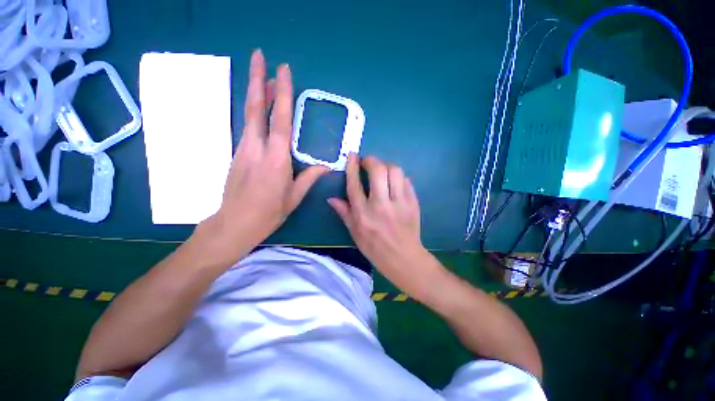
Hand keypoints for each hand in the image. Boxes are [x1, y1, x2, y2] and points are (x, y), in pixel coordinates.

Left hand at [197, 50, 327, 262]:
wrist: (234, 223)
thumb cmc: (269, 212)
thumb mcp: (295, 196)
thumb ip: (310, 177)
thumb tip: (326, 166)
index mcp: (276, 158)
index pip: (281, 119)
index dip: (282, 93)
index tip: (282, 70)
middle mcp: (257, 147)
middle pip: (256, 107)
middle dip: (258, 79)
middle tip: (259, 55)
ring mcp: (244, 149)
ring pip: (250, 115)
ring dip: (257, 94)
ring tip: (264, 78)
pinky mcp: (238, 154)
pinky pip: (248, 128)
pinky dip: (255, 113)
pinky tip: (261, 109)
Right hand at [329, 154, 435, 294]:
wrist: (402, 257)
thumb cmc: (375, 247)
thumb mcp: (354, 232)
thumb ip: (343, 213)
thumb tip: (330, 198)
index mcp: (363, 214)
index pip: (355, 184)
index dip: (352, 166)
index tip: (352, 155)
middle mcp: (380, 205)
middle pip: (378, 171)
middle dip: (372, 160)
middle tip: (368, 162)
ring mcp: (399, 203)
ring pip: (395, 171)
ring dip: (387, 166)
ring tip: (383, 172)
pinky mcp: (413, 203)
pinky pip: (406, 181)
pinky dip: (399, 177)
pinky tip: (395, 183)